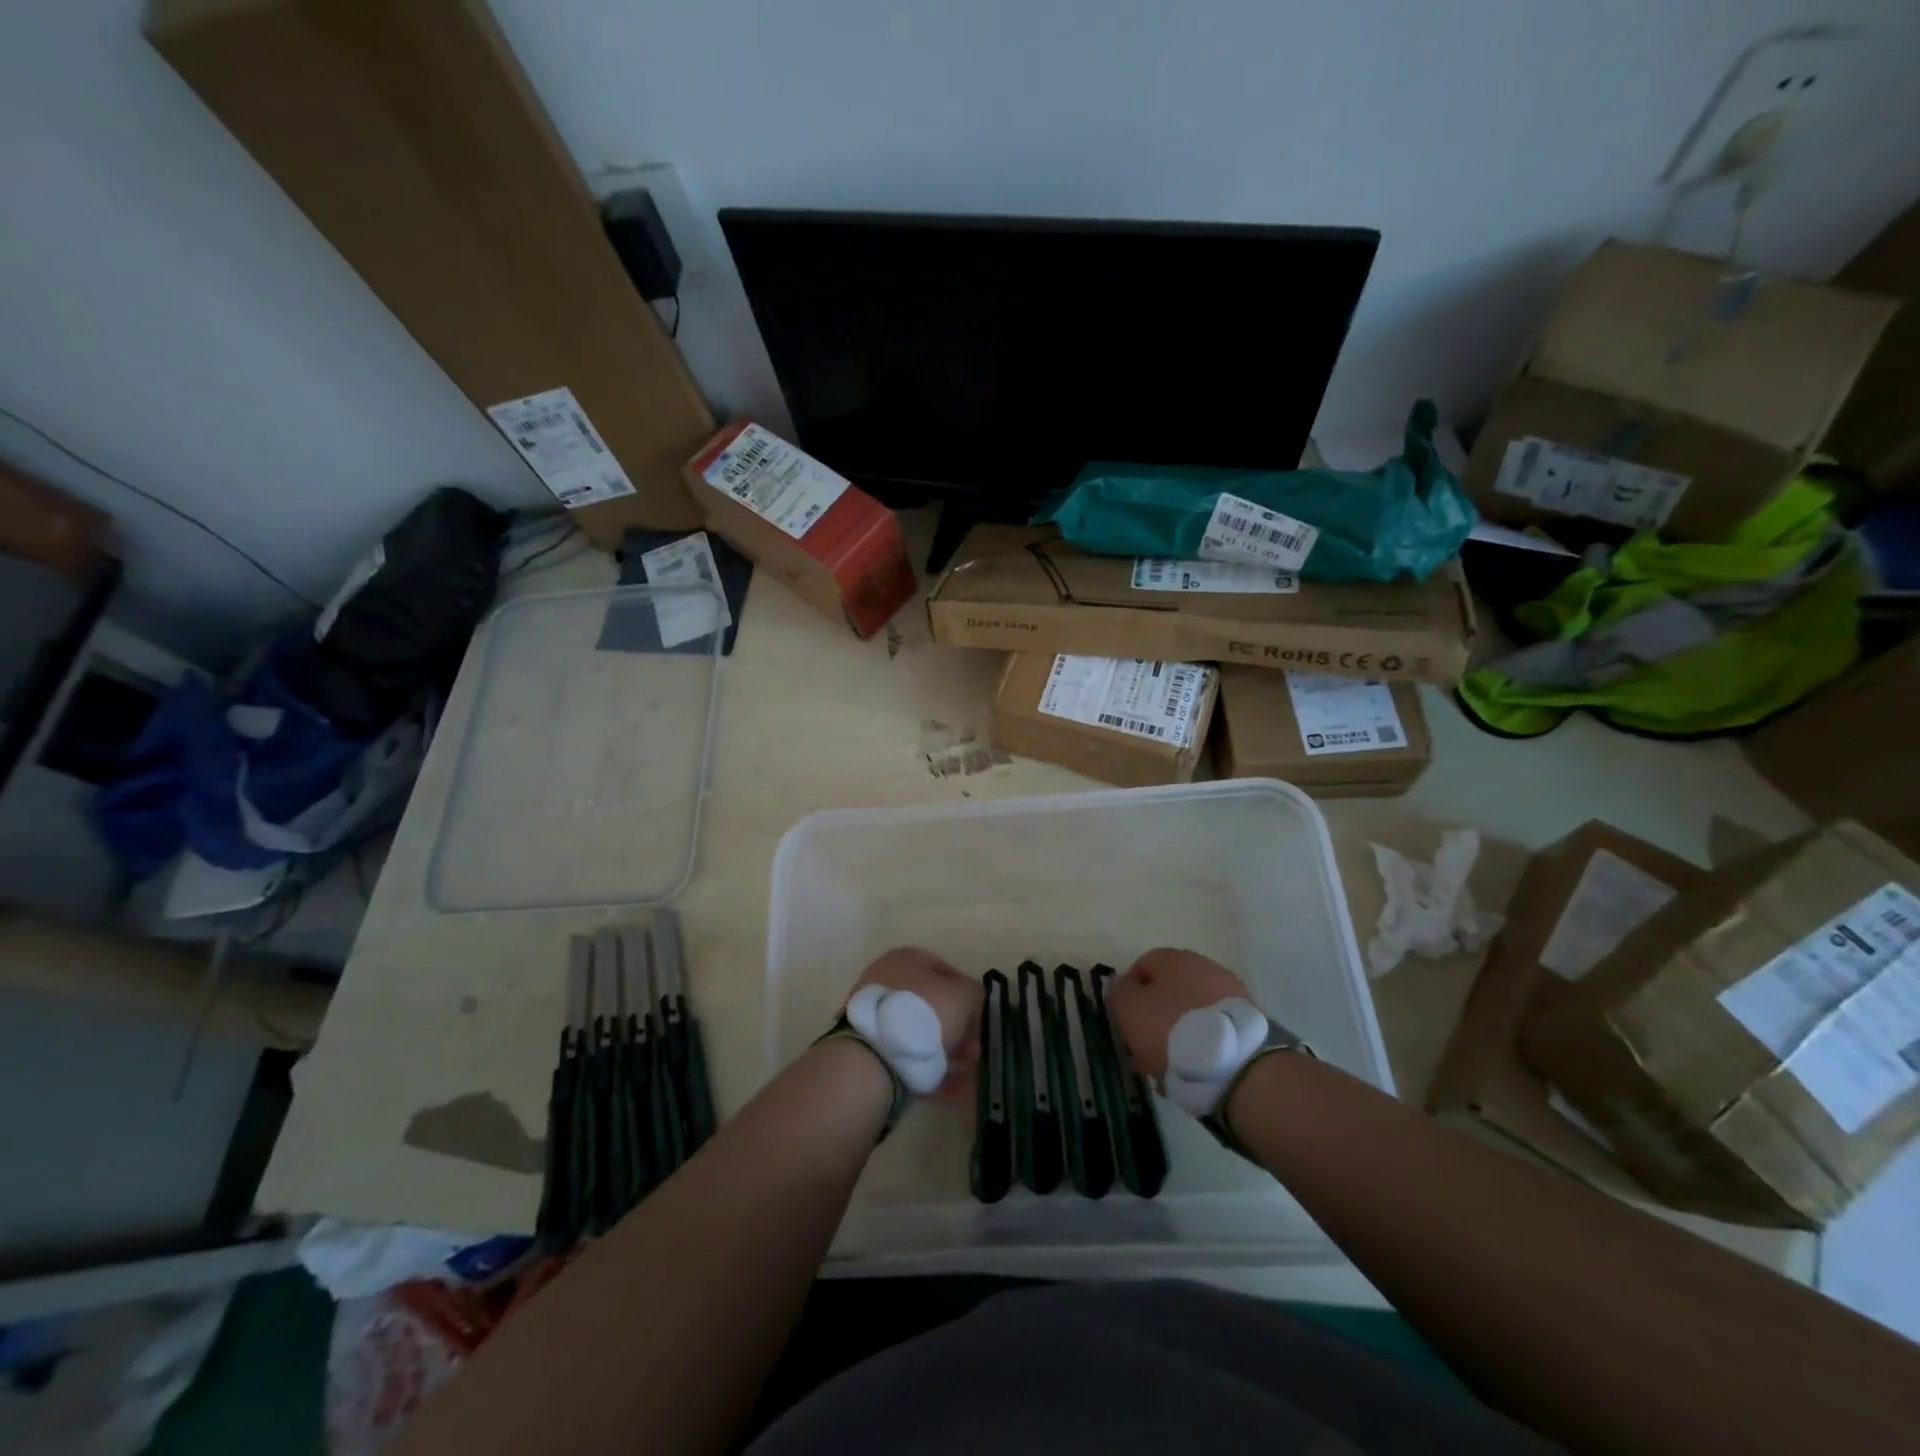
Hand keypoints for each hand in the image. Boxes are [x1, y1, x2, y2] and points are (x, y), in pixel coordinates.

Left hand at [846, 947, 980, 1100]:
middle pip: (933, 1005)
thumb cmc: (924, 1012)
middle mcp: (887, 980)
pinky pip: (908, 1056)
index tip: (980, 1022)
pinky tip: (953, 1091)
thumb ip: (974, 994)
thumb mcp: (963, 995)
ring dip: (948, 1053)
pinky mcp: (870, 1047)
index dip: (968, 996)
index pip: (946, 972)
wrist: (876, 1056)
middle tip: (974, 1053)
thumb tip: (971, 1004)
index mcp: (905, 958)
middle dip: (958, 1030)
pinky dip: (930, 1070)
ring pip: (921, 1033)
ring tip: (967, 1076)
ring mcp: (876, 1015)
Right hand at [1105, 947, 1253, 1083]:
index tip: (1123, 1021)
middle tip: (1144, 1045)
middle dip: (1154, 1014)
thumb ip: (1119, 993)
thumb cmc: (1172, 1029)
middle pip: (1169, 989)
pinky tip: (1195, 1067)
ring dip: (1178, 1031)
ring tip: (1169, 1064)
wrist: (1236, 1063)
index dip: (1128, 993)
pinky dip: (1202, 1043)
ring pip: (1191, 1010)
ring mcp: (1230, 992)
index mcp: (1173, 958)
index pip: (1141, 966)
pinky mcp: (1248, 1020)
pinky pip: (1214, 1028)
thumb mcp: (1130, 1010)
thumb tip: (1121, 986)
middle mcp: (1203, 966)